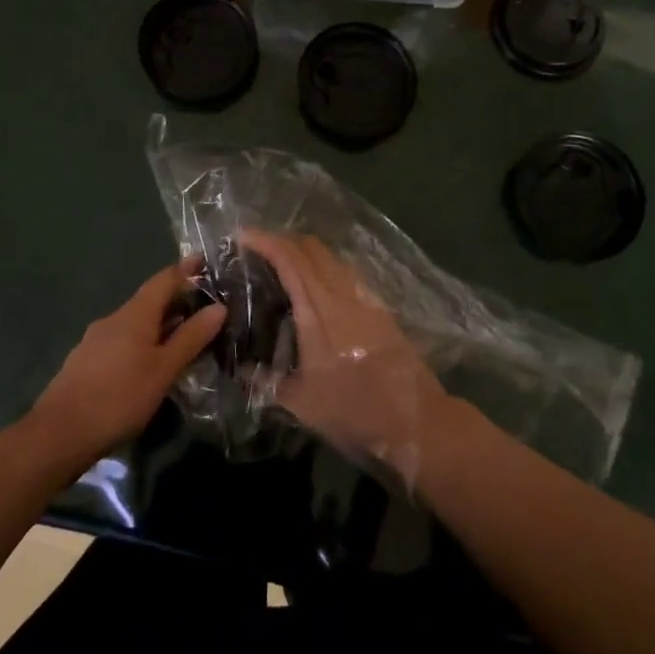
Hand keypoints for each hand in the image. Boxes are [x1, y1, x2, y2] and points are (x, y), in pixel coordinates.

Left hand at [29, 261, 225, 471]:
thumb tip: (219, 306)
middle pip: (149, 301)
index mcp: (135, 313)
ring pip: (134, 323)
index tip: (205, 261)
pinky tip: (148, 364)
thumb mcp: (163, 370)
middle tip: (203, 306)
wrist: (57, 435)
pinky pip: (121, 342)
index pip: (164, 279)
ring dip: (158, 325)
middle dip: (175, 301)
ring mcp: (95, 341)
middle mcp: (114, 319)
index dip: (185, 270)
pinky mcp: (85, 363)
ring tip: (181, 338)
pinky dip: (141, 343)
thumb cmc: (118, 397)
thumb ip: (191, 338)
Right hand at [249, 230, 446, 478]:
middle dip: (283, 239)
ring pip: (330, 257)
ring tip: (284, 266)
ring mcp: (363, 296)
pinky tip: (316, 289)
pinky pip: (345, 272)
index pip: (289, 259)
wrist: (413, 418)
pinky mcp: (378, 307)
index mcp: (317, 309)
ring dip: (305, 252)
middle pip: (311, 247)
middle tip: (259, 250)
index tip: (242, 235)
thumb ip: (267, 382)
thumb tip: (241, 370)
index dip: (265, 240)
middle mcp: (340, 292)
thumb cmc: (353, 409)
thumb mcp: (301, 403)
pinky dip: (324, 267)